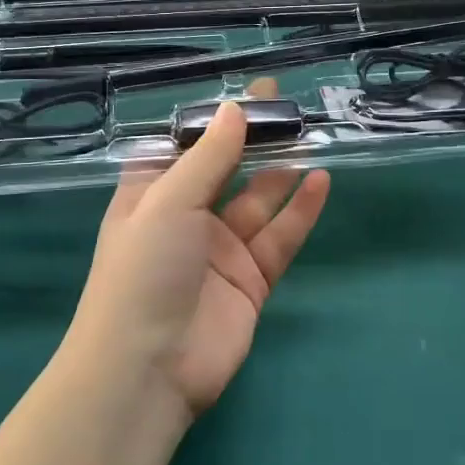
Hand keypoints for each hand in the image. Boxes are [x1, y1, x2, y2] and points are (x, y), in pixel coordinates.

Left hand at [66, 79, 329, 415]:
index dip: (216, 121)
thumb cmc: (143, 271)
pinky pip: (279, 237)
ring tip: (312, 136)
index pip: (187, 147)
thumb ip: (208, 157)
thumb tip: (233, 108)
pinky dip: (300, 211)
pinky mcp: (251, 280)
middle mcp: (187, 218)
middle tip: (289, 105)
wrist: (147, 370)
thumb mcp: (168, 202)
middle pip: (228, 170)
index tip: (250, 94)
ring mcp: (222, 250)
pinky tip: (321, 181)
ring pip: (259, 201)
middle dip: (255, 140)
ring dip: (283, 171)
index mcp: (153, 195)